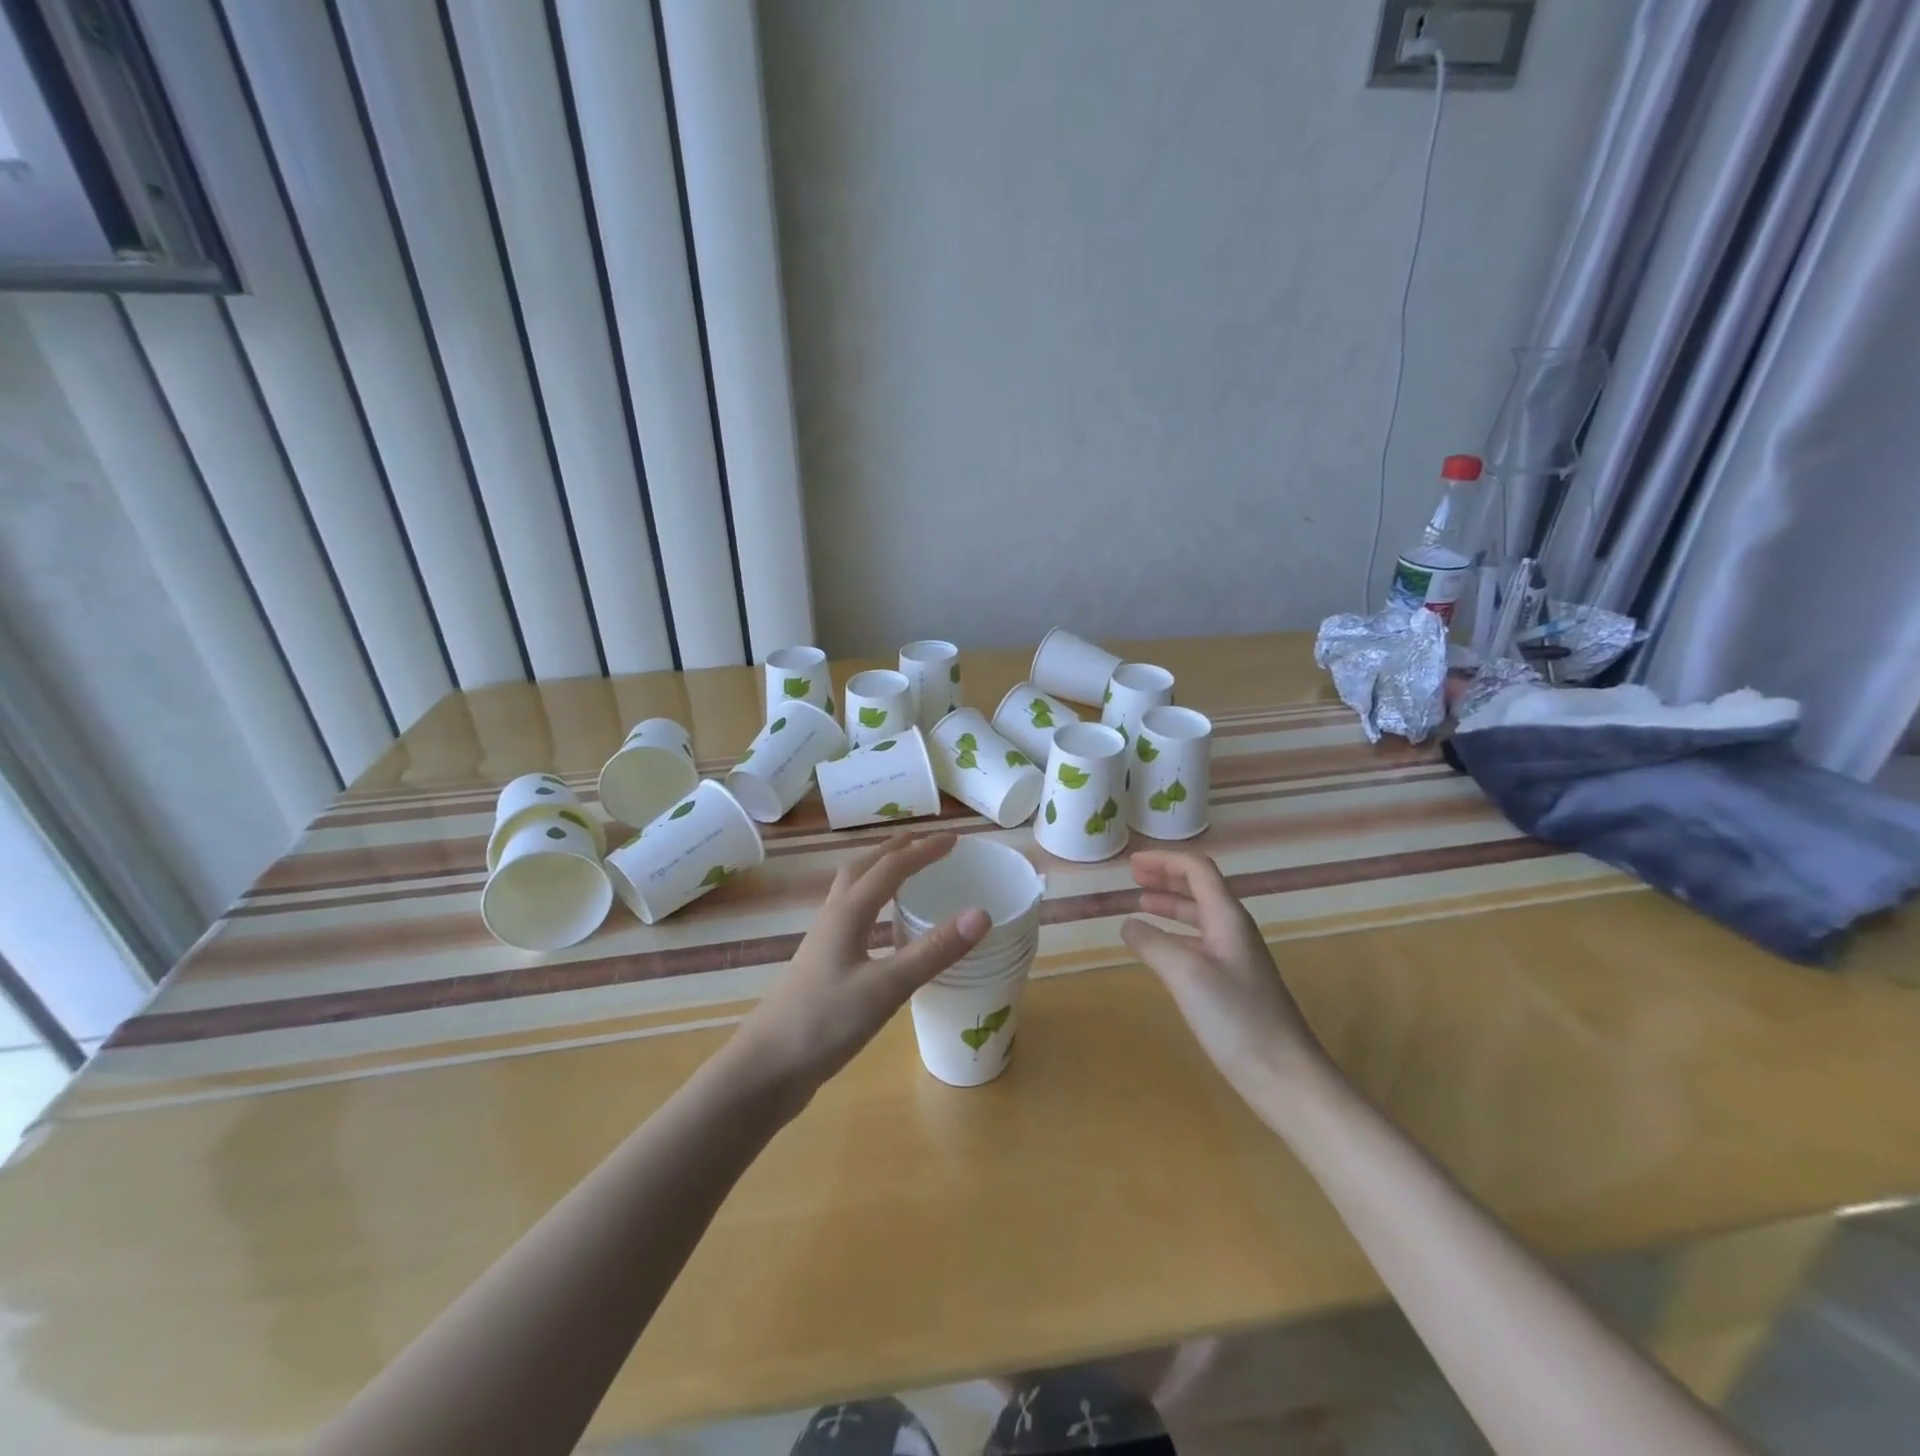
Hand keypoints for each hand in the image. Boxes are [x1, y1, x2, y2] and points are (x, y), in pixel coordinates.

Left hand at [730, 834, 989, 1104]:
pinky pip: (851, 916)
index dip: (924, 850)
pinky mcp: (822, 966)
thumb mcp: (886, 987)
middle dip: (896, 849)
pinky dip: (873, 903)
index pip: (891, 867)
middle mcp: (833, 918)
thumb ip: (933, 951)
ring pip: (853, 890)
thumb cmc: (824, 1023)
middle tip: (927, 842)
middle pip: (864, 867)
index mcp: (848, 913)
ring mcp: (824, 942)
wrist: (764, 1069)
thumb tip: (982, 914)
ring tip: (907, 872)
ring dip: (880, 871)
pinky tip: (883, 928)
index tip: (956, 839)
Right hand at [1121, 851, 1320, 1102]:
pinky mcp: (1232, 984)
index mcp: (1228, 918)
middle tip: (1132, 876)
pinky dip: (1174, 934)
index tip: (1132, 862)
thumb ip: (1153, 943)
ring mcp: (1235, 958)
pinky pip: (1198, 942)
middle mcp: (1233, 930)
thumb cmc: (1237, 1018)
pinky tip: (1158, 948)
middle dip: (1166, 878)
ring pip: (1198, 916)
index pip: (1197, 870)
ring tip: (1139, 904)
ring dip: (1169, 905)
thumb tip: (1127, 924)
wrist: (1285, 1076)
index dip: (1164, 861)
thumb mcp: (1186, 974)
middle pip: (1200, 888)